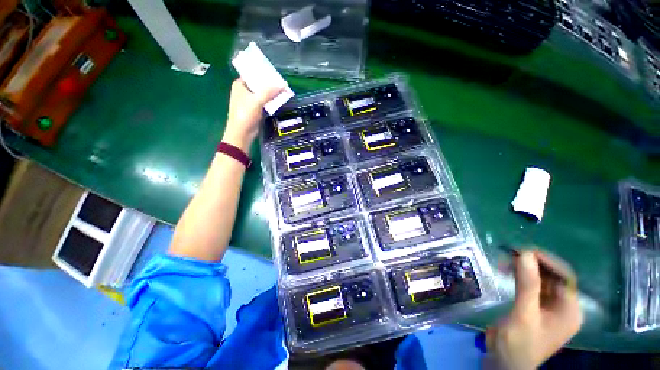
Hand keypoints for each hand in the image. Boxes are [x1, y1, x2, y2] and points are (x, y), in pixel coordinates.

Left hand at [222, 79, 284, 151]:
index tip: (277, 74)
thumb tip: (283, 85)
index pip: (254, 75)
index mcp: (240, 85)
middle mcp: (245, 91)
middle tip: (283, 83)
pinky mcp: (256, 110)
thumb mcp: (257, 100)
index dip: (265, 74)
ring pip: (264, 95)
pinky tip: (280, 101)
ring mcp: (250, 101)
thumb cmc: (245, 114)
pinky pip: (265, 103)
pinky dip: (272, 102)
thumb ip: (269, 92)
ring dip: (273, 94)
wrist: (242, 134)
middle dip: (271, 85)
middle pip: (260, 85)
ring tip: (284, 91)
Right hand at [487, 250, 581, 369]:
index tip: (524, 251)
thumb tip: (525, 254)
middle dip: (532, 264)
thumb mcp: (524, 314)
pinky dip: (519, 276)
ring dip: (523, 269)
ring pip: (539, 280)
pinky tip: (506, 270)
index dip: (547, 262)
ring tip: (505, 260)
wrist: (504, 361)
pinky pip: (530, 286)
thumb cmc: (520, 343)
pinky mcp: (533, 307)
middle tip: (510, 253)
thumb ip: (527, 285)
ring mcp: (547, 307)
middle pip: (552, 277)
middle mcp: (562, 307)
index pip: (565, 278)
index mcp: (569, 311)